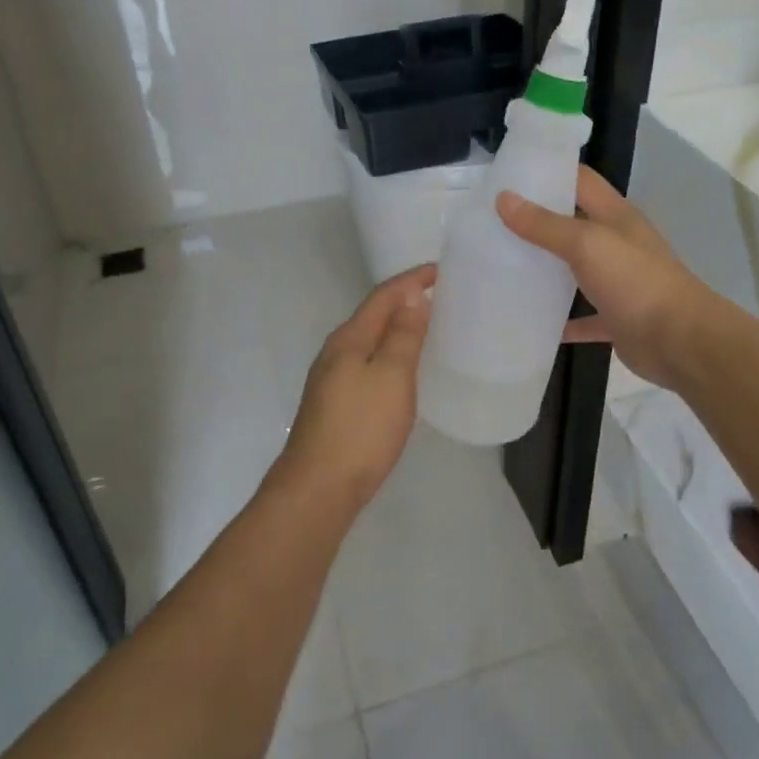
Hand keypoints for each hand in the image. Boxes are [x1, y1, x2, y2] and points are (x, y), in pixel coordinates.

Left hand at [272, 264, 434, 511]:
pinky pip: (366, 363)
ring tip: (425, 327)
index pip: (383, 296)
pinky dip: (388, 354)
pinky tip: (401, 370)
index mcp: (349, 339)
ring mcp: (330, 379)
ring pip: (368, 341)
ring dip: (395, 328)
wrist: (318, 487)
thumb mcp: (392, 377)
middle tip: (438, 297)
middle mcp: (335, 352)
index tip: (439, 271)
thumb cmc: (362, 429)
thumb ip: (403, 335)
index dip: (411, 280)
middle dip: (403, 301)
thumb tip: (411, 296)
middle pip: (372, 315)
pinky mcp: (334, 404)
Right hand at [497, 166, 714, 387]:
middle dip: (537, 222)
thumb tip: (503, 198)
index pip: (580, 180)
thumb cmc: (634, 281)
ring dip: (546, 270)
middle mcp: (617, 243)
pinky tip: (530, 321)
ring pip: (575, 270)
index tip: (508, 174)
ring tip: (501, 266)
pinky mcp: (616, 317)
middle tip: (492, 222)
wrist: (679, 341)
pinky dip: (560, 319)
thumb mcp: (587, 244)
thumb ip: (545, 224)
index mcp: (615, 215)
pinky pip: (582, 316)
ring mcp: (618, 281)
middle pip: (573, 223)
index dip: (548, 172)